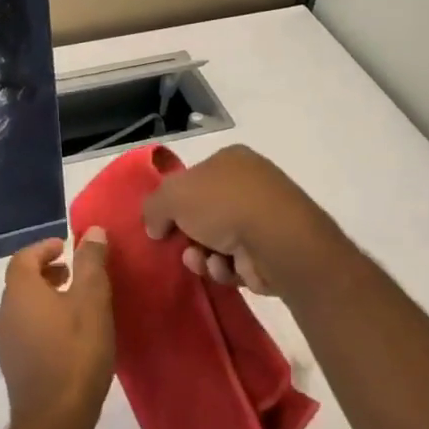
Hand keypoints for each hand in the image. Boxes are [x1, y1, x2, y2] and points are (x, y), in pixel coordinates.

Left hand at [0, 234, 114, 428]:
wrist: (55, 419)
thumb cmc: (76, 352)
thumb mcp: (92, 301)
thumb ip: (91, 263)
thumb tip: (91, 231)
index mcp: (20, 292)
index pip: (23, 258)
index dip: (44, 248)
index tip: (66, 248)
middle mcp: (5, 313)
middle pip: (21, 282)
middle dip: (46, 272)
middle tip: (74, 272)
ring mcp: (5, 342)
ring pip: (23, 307)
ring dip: (46, 296)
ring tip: (76, 302)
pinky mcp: (14, 365)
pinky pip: (26, 329)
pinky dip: (43, 319)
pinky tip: (69, 333)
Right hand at [141, 145, 340, 297]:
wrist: (275, 239)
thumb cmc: (222, 204)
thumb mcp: (171, 196)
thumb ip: (153, 207)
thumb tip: (155, 227)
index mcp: (231, 160)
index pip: (194, 178)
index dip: (175, 202)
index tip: (162, 223)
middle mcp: (250, 185)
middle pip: (204, 214)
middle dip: (188, 235)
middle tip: (178, 246)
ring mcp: (264, 219)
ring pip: (217, 242)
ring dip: (202, 255)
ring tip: (200, 260)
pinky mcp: (270, 252)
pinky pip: (235, 263)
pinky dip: (224, 268)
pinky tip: (224, 268)